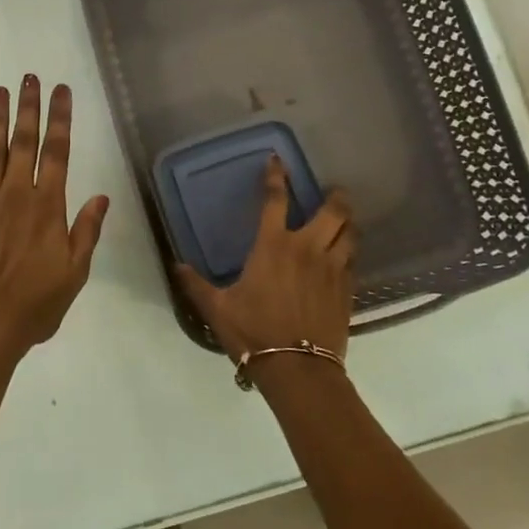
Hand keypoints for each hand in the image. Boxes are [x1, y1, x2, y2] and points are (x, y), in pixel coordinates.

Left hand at [0, 76, 110, 362]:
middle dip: (29, 108)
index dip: (61, 118)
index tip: (62, 90)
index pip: (58, 152)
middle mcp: (15, 196)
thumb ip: (86, 232)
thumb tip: (101, 197)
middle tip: (30, 77)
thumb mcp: (74, 274)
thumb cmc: (34, 307)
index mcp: (47, 208)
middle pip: (24, 142)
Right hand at [176, 157, 355, 365]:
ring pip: (350, 234)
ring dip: (348, 223)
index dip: (276, 176)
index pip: (275, 200)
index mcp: (273, 246)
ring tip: (345, 219)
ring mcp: (332, 269)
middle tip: (334, 191)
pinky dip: (350, 252)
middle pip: (332, 212)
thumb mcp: (217, 308)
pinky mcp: (347, 290)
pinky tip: (346, 256)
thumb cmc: (254, 332)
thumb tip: (176, 265)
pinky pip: (353, 261)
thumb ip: (196, 284)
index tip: (277, 160)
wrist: (298, 369)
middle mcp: (307, 249)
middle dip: (335, 197)